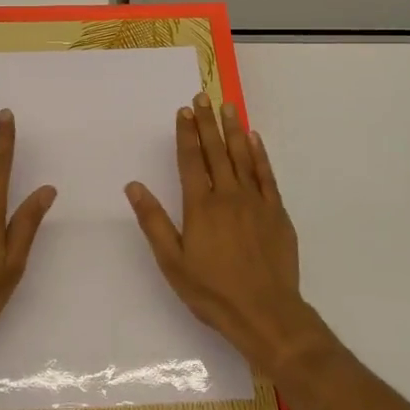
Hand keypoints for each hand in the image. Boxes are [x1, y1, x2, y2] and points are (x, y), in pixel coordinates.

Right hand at [126, 93, 323, 374]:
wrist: (265, 312)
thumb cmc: (212, 291)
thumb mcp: (172, 262)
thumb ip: (153, 221)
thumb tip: (133, 186)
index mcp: (200, 206)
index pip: (191, 160)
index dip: (186, 134)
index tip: (184, 111)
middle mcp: (228, 195)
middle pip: (216, 151)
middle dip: (207, 122)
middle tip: (202, 96)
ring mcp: (255, 201)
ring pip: (242, 156)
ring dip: (233, 129)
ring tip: (227, 106)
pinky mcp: (276, 212)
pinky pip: (266, 175)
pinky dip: (259, 154)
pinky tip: (254, 139)